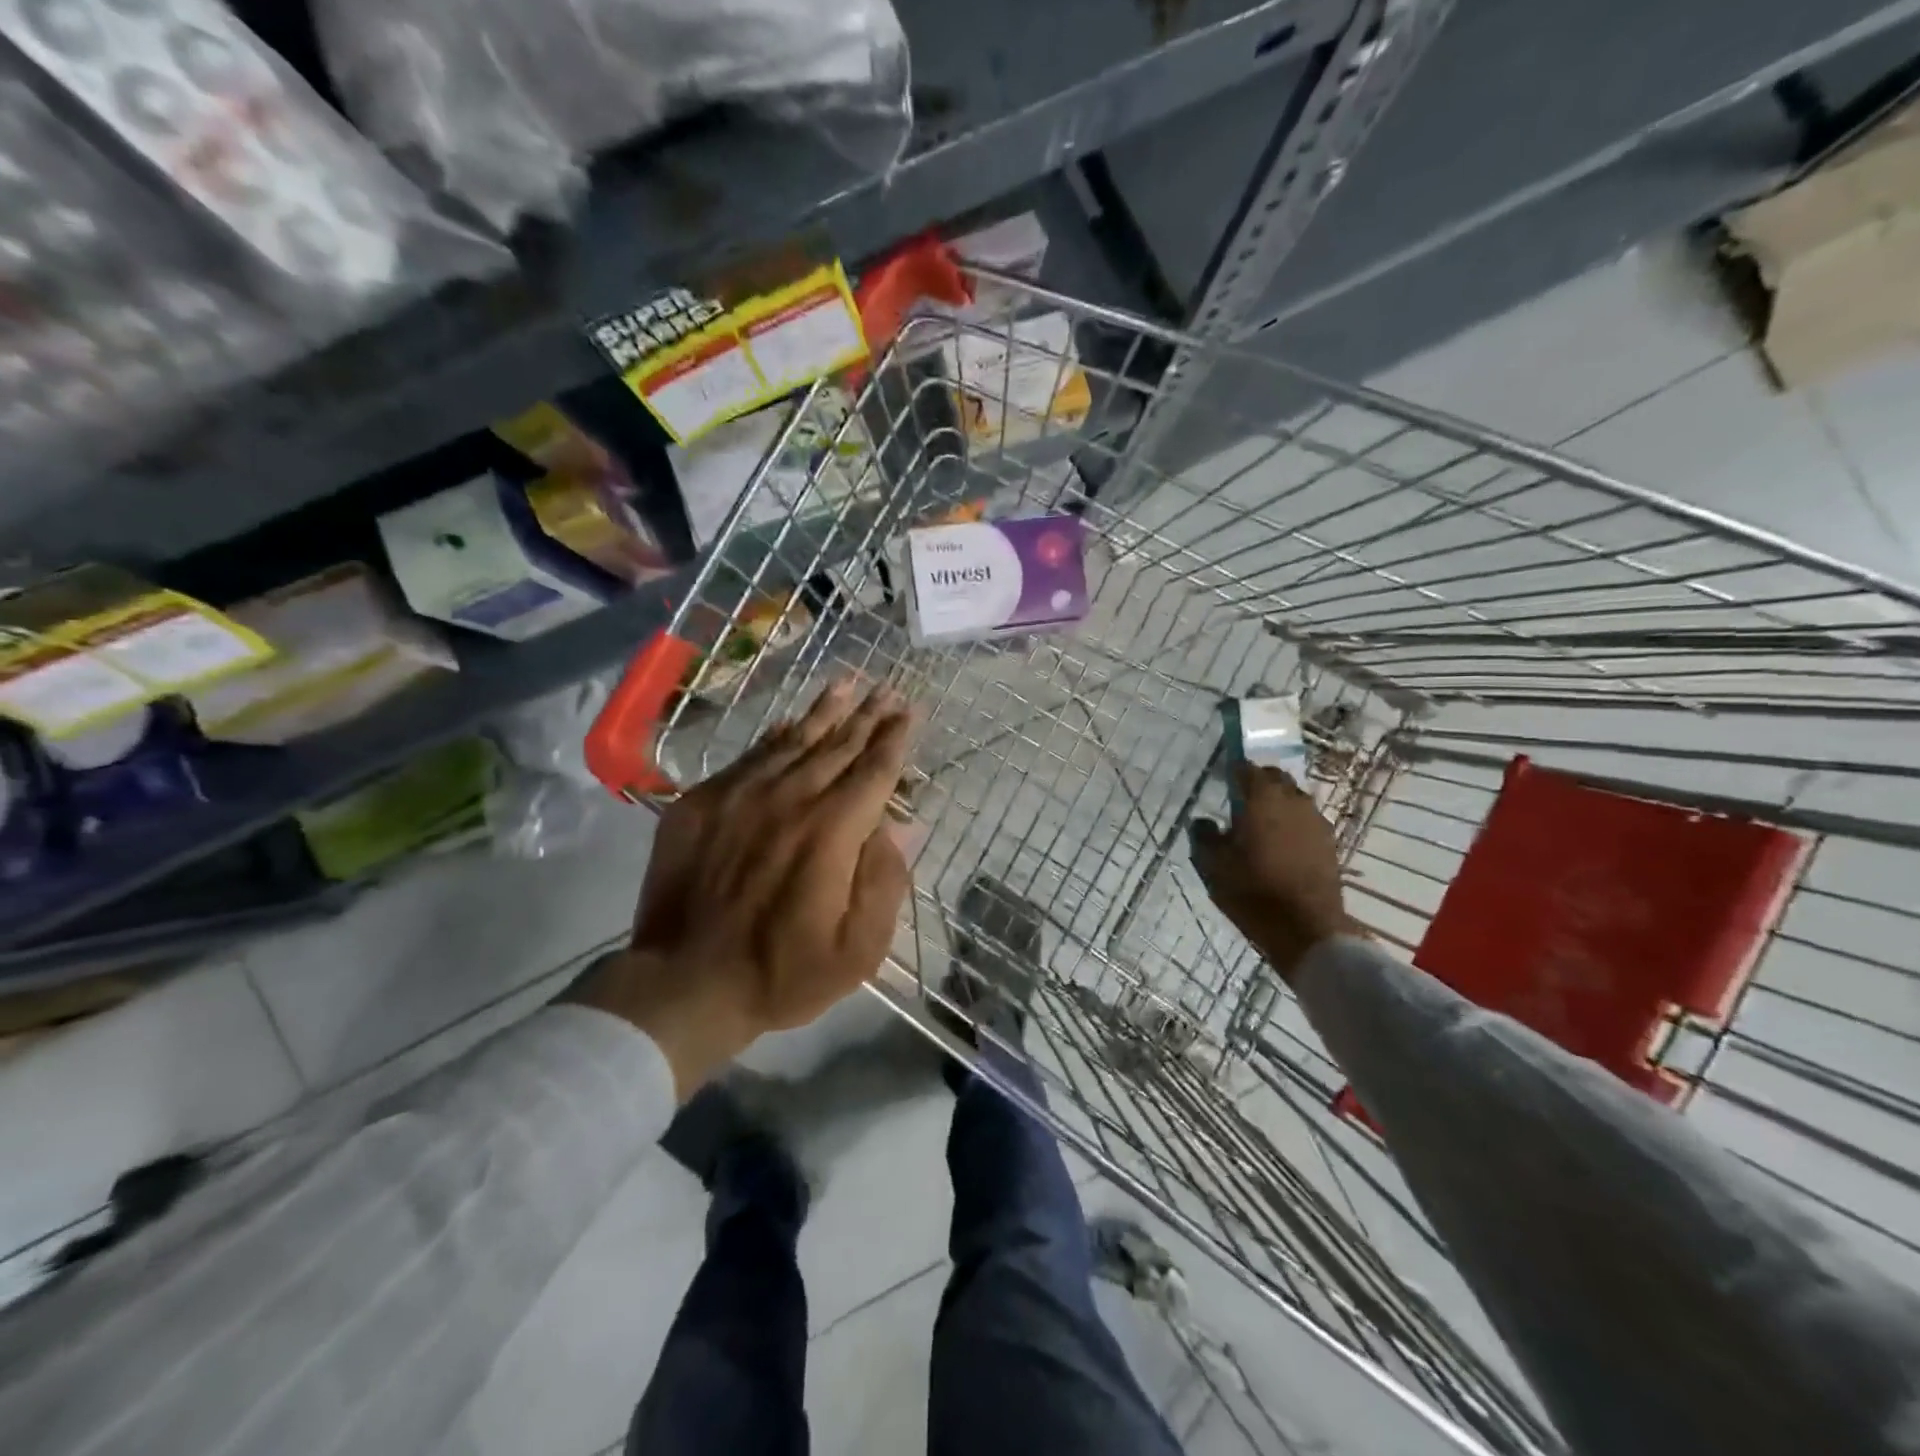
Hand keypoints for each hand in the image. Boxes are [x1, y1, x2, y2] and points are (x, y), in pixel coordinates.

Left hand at [569, 677, 914, 1096]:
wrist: (683, 984)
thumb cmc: (783, 973)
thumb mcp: (859, 948)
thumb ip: (884, 880)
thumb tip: (898, 826)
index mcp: (832, 831)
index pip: (874, 770)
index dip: (895, 738)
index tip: (909, 710)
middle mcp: (790, 798)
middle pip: (838, 746)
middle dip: (868, 716)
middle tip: (887, 690)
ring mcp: (741, 795)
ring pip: (794, 740)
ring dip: (825, 711)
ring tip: (847, 683)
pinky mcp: (703, 802)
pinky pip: (750, 756)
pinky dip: (777, 736)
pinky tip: (789, 722)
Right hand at [1190, 763, 1355, 981]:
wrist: (1306, 929)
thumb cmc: (1253, 890)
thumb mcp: (1213, 864)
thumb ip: (1204, 836)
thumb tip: (1203, 822)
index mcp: (1262, 798)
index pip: (1247, 769)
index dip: (1234, 772)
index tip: (1223, 781)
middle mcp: (1293, 800)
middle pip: (1275, 779)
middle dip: (1258, 784)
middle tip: (1240, 802)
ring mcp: (1316, 821)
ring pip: (1294, 800)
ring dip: (1277, 805)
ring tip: (1260, 825)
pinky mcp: (1329, 843)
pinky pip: (1306, 821)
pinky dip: (1292, 825)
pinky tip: (1280, 845)